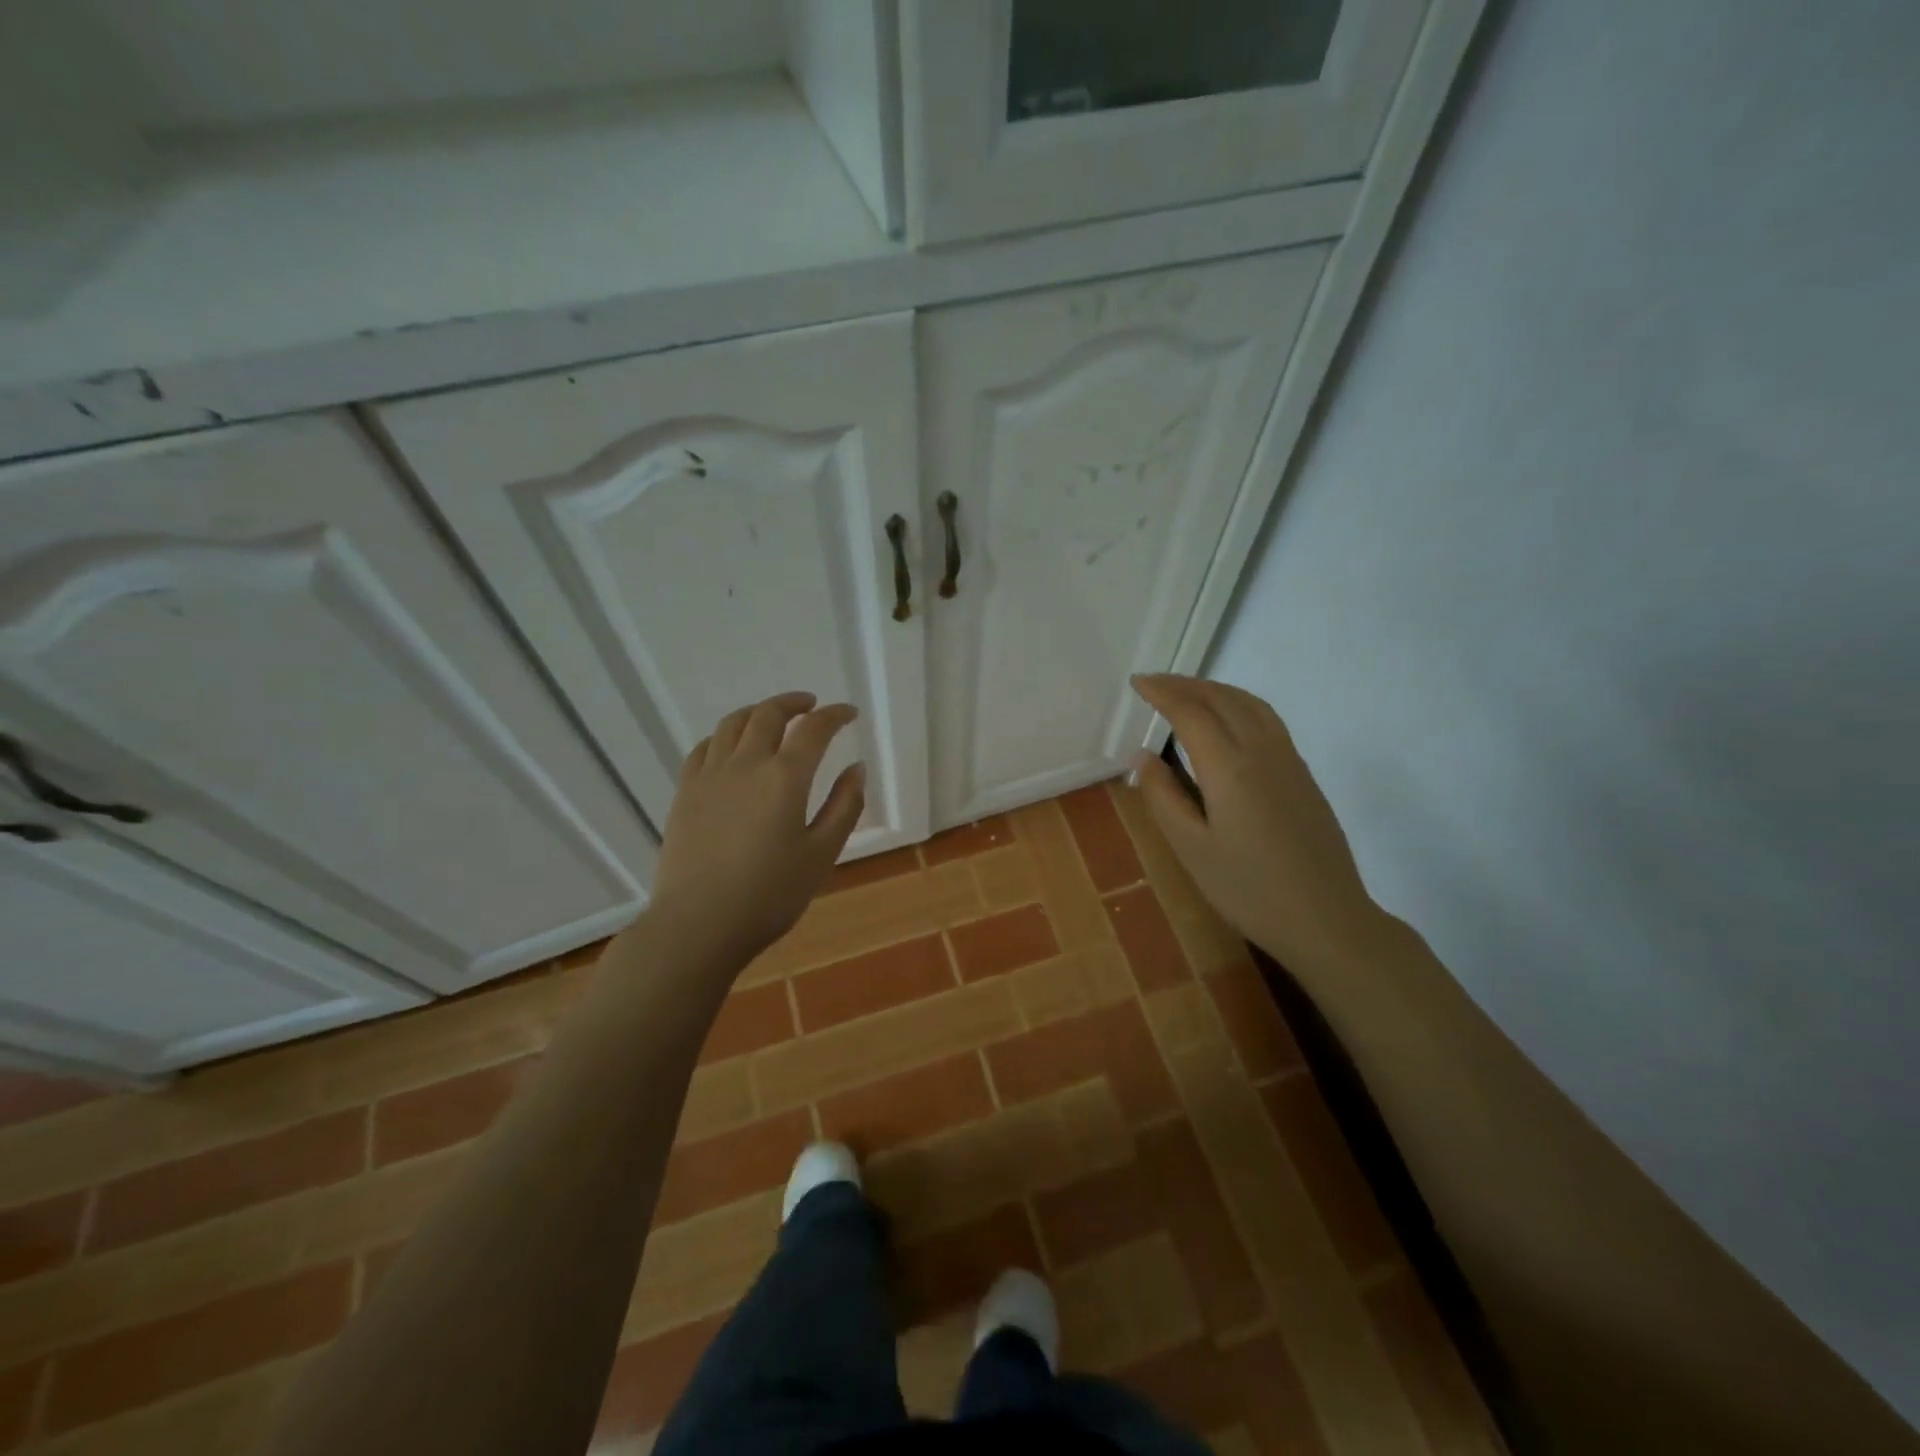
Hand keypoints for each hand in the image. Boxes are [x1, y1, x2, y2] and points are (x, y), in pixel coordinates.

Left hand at [649, 691, 864, 965]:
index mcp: (785, 777)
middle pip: (769, 715)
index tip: (848, 713)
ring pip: (732, 724)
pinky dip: (724, 735)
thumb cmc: (770, 894)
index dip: (834, 715)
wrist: (698, 924)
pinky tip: (730, 746)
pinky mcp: (685, 792)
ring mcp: (710, 775)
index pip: (814, 729)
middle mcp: (746, 764)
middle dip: (794, 704)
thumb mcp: (821, 854)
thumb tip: (857, 768)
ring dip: (758, 712)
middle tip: (810, 706)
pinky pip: (704, 747)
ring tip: (772, 717)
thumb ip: (844, 806)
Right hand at [1130, 674, 1376, 974]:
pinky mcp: (1302, 774)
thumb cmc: (1249, 889)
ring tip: (1187, 692)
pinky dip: (1239, 703)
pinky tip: (1229, 719)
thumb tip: (1144, 755)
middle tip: (1153, 682)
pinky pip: (1267, 718)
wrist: (1326, 918)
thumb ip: (1163, 797)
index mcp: (1229, 768)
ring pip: (1249, 704)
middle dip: (1185, 684)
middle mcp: (1261, 751)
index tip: (1137, 682)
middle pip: (1222, 699)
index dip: (1162, 693)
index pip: (1191, 713)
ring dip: (1214, 689)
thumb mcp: (1192, 849)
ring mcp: (1288, 760)